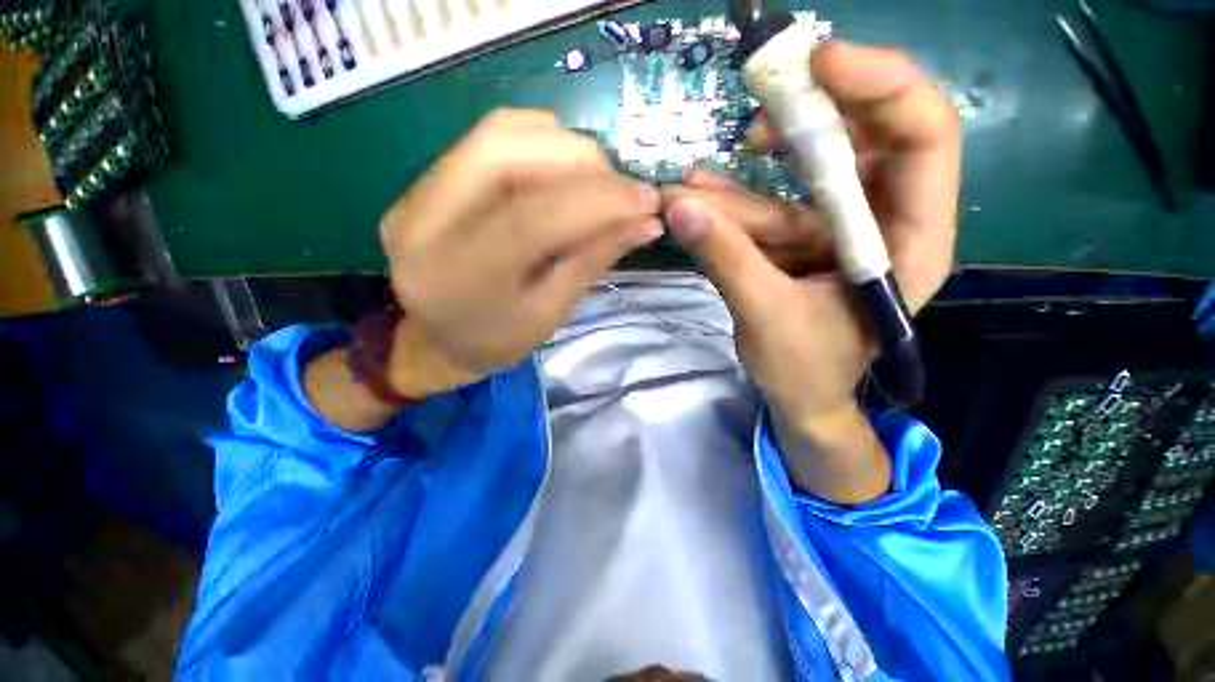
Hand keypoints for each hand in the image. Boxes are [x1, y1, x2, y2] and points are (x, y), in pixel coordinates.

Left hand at [381, 110, 662, 397]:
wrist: (432, 342)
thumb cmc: (495, 342)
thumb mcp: (549, 315)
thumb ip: (591, 261)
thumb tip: (645, 223)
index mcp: (460, 275)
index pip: (536, 215)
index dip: (600, 201)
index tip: (647, 203)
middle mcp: (426, 220)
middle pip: (511, 151)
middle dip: (585, 163)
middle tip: (623, 192)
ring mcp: (418, 192)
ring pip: (502, 132)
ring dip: (566, 148)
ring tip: (598, 183)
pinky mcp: (425, 180)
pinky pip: (490, 137)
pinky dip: (541, 143)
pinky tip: (564, 171)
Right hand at [663, 42, 960, 502]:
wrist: (801, 402)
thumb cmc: (806, 373)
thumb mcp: (766, 316)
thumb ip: (726, 259)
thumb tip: (678, 209)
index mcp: (911, 240)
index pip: (925, 135)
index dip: (880, 86)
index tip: (817, 63)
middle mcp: (884, 224)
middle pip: (860, 144)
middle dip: (804, 124)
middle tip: (753, 112)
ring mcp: (839, 233)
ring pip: (796, 187)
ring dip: (741, 187)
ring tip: (689, 190)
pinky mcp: (803, 245)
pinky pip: (768, 214)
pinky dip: (731, 209)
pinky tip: (696, 202)